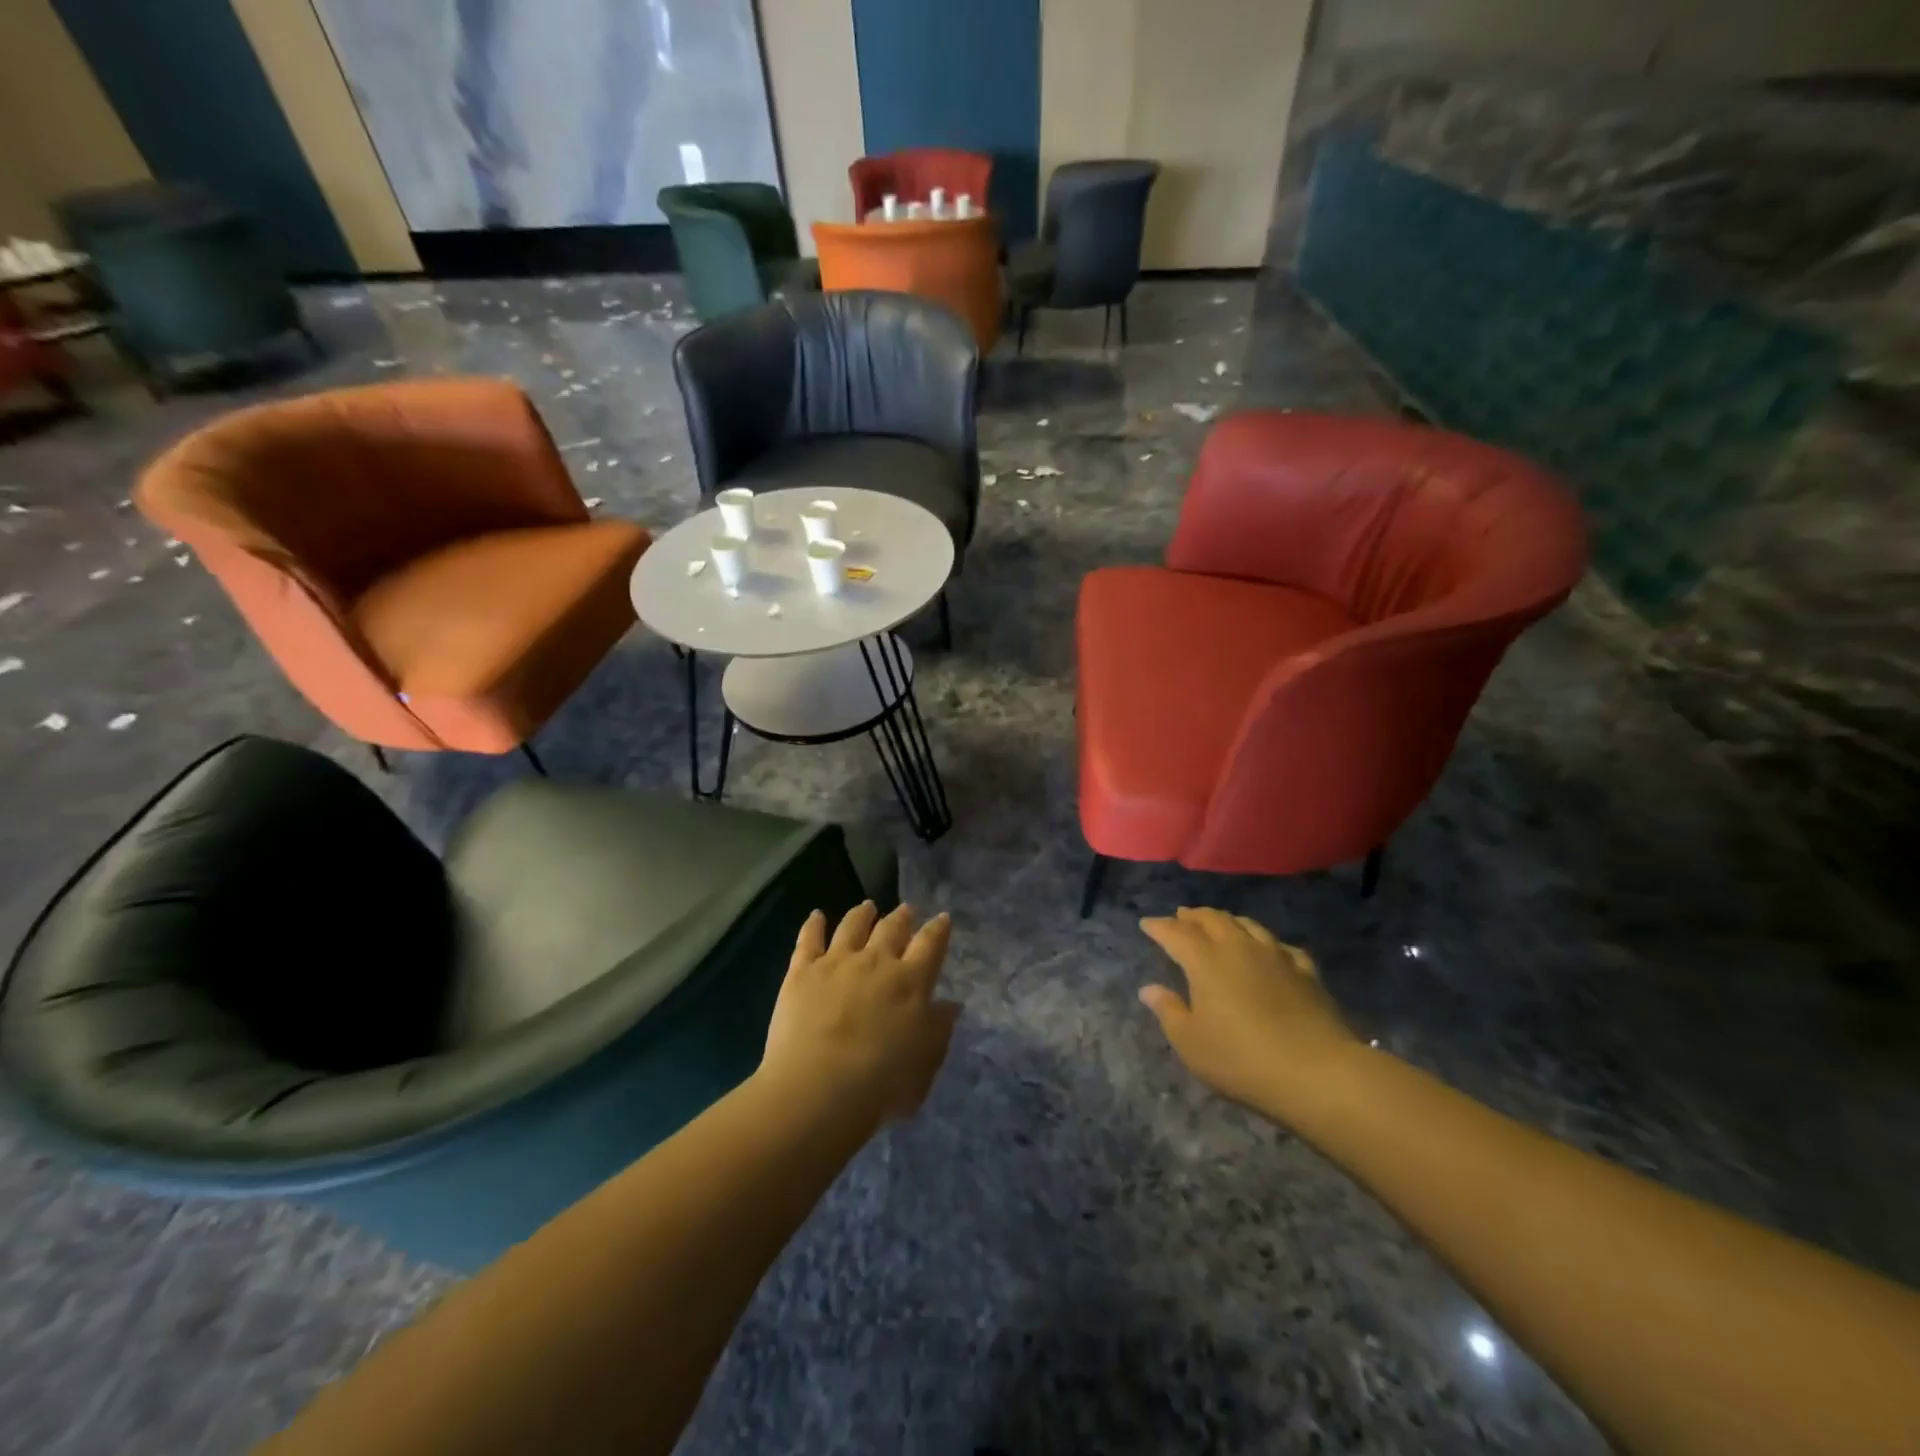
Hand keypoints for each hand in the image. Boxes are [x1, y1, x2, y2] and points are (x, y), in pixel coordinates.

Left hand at [762, 901, 958, 1124]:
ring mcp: (837, 961)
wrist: (818, 1087)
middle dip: (902, 917)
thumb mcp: (925, 1063)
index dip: (938, 929)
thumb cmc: (881, 1084)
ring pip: (853, 925)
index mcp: (911, 981)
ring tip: (867, 906)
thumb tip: (950, 1005)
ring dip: (862, 914)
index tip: (942, 918)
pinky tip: (817, 915)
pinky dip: (814, 924)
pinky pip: (809, 938)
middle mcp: (876, 961)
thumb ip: (939, 1030)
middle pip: (892, 928)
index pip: (930, 944)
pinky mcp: (802, 970)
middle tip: (906, 910)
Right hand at [1139, 907, 1359, 1113]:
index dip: (1159, 927)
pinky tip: (1269, 950)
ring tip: (1219, 924)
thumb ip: (1169, 1011)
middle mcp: (1238, 947)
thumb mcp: (1191, 1042)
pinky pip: (1281, 946)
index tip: (1147, 924)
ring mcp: (1275, 956)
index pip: (1176, 933)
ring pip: (1247, 925)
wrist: (1317, 1072)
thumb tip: (1149, 988)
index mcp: (1205, 961)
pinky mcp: (1305, 971)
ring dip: (1228, 921)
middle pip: (1212, 919)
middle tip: (1181, 916)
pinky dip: (1266, 942)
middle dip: (1193, 916)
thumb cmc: (1241, 1059)